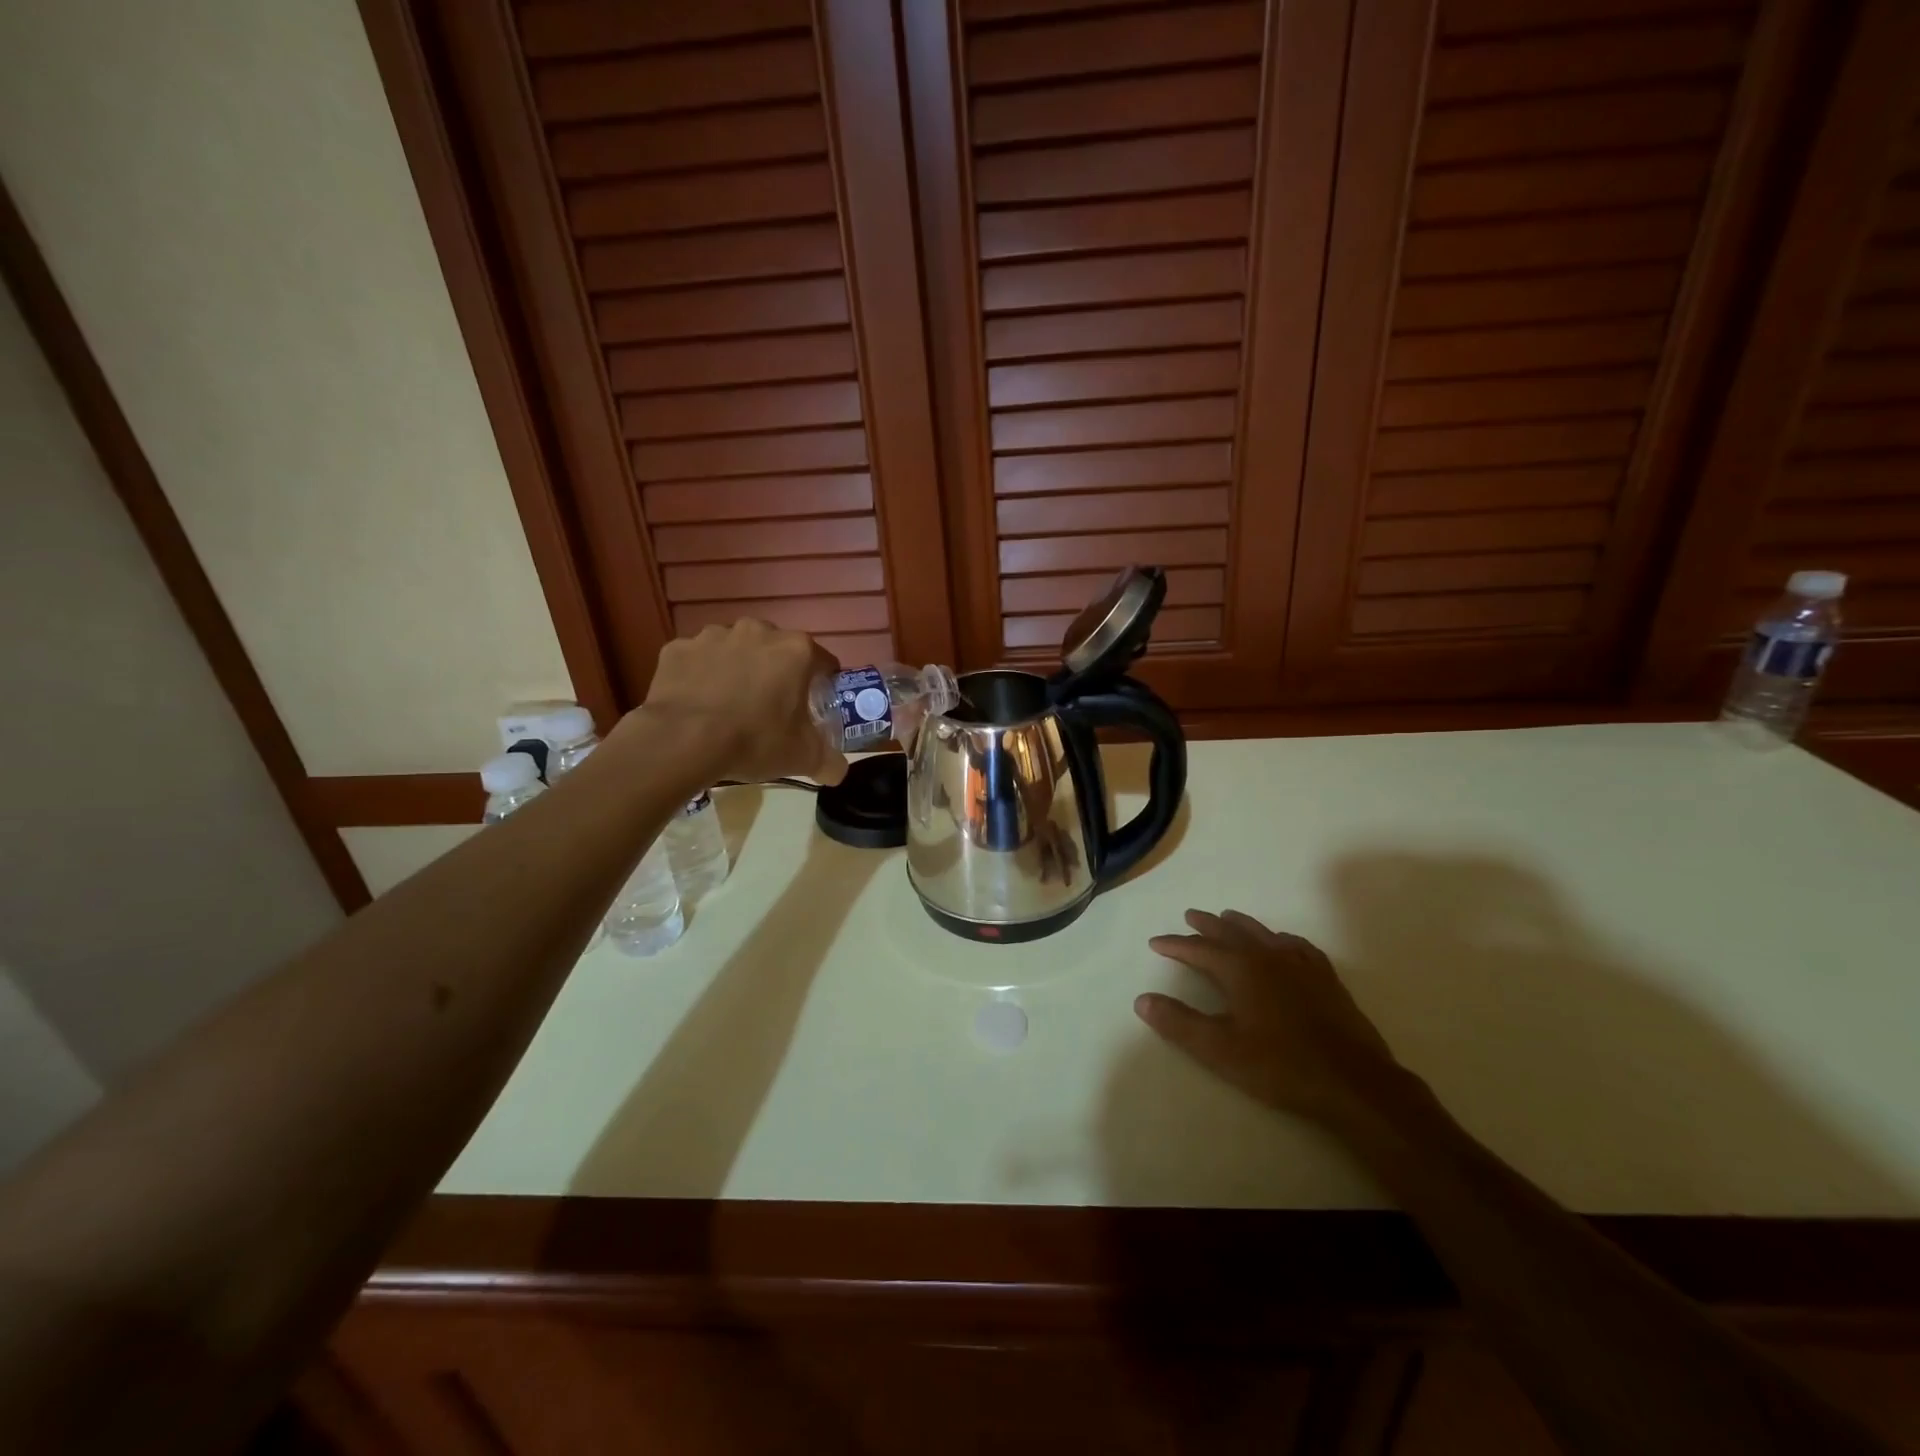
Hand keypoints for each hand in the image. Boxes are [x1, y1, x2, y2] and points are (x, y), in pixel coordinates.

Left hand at [633, 620, 847, 786]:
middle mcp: (757, 631)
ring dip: (737, 670)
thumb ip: (829, 761)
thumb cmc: (754, 741)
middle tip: (771, 708)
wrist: (682, 741)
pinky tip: (698, 704)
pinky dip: (700, 676)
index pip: (823, 662)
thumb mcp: (803, 758)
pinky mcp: (678, 648)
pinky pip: (697, 660)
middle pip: (777, 651)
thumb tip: (838, 770)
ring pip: (735, 651)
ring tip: (730, 706)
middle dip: (777, 673)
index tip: (814, 707)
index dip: (822, 685)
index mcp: (795, 650)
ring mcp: (713, 635)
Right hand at [1137, 910, 1408, 1126]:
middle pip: (1230, 932)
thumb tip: (1142, 1000)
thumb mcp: (1220, 1050)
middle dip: (1206, 925)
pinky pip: (1297, 946)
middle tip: (1190, 916)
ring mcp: (1301, 964)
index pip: (1198, 949)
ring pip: (1263, 933)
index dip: (1175, 945)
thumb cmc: (1280, 1065)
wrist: (1353, 1082)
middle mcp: (1268, 956)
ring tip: (1227, 918)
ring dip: (1240, 925)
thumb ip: (1179, 1023)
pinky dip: (1280, 939)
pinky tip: (1282, 943)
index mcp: (1240, 969)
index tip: (1156, 942)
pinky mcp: (1326, 978)